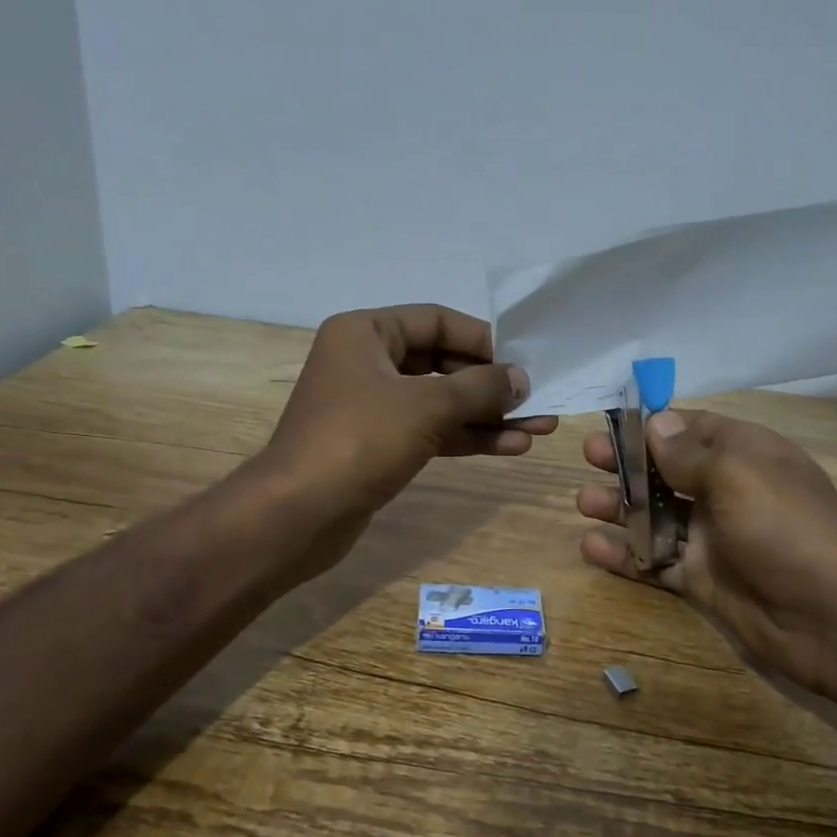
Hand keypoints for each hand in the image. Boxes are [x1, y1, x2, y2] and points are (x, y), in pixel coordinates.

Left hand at [260, 304, 555, 573]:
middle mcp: (367, 362)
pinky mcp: (378, 446)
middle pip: (442, 362)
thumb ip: (479, 388)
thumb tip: (521, 379)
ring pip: (440, 402)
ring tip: (539, 427)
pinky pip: (431, 431)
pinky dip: (467, 437)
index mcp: (365, 333)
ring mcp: (372, 407)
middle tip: (539, 398)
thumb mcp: (426, 406)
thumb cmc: (358, 441)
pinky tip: (511, 446)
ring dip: (488, 415)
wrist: (297, 515)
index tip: (525, 360)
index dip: (484, 339)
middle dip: (491, 384)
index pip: (437, 321)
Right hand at [576, 409, 836, 699]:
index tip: (612, 424)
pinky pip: (655, 562)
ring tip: (584, 503)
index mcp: (744, 455)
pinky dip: (624, 555)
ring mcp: (714, 538)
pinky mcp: (703, 580)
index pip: (692, 429)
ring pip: (656, 516)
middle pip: (668, 471)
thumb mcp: (737, 475)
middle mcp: (727, 492)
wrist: (835, 619)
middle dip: (628, 464)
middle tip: (590, 458)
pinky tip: (591, 547)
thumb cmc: (786, 528)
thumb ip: (688, 453)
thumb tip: (656, 421)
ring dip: (620, 507)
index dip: (653, 426)